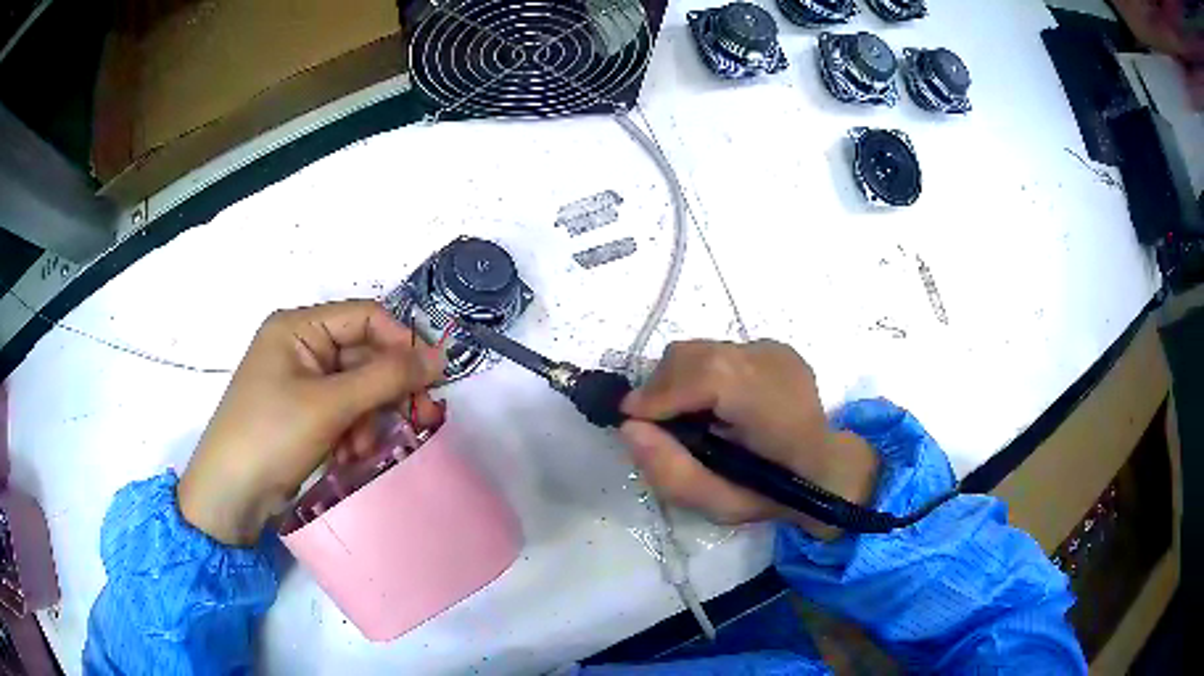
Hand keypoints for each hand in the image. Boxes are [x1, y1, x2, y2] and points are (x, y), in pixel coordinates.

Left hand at [178, 301, 444, 545]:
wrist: (230, 494)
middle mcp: (301, 346)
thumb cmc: (271, 435)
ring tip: (358, 451)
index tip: (432, 379)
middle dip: (382, 395)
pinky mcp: (303, 413)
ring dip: (367, 421)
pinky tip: (345, 458)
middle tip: (413, 422)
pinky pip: (344, 413)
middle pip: (363, 356)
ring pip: (358, 390)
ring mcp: (301, 381)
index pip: (366, 317)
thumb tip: (440, 356)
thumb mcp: (330, 405)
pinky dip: (352, 434)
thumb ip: (386, 377)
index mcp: (299, 326)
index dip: (401, 343)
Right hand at [619, 340, 878, 538]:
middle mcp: (775, 365)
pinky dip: (698, 375)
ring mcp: (775, 350)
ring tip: (682, 416)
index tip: (632, 420)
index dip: (661, 393)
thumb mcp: (720, 505)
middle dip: (660, 387)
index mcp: (774, 407)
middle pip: (695, 354)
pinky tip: (711, 405)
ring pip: (700, 349)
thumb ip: (672, 472)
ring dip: (677, 380)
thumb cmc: (774, 494)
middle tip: (653, 424)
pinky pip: (716, 351)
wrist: (826, 467)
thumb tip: (630, 428)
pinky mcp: (771, 346)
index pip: (709, 376)